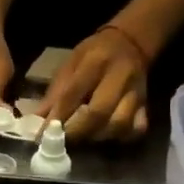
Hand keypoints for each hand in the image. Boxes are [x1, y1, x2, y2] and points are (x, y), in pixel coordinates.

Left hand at [39, 27, 149, 143]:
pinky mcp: (146, 105)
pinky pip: (136, 129)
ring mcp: (136, 93)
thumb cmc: (94, 54)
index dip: (56, 117)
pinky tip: (107, 135)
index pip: (73, 94)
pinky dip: (120, 137)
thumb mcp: (70, 63)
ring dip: (97, 136)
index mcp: (96, 62)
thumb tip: (37, 120)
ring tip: (84, 137)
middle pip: (98, 113)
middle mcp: (119, 77)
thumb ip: (55, 92)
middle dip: (77, 132)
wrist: (130, 43)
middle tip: (62, 140)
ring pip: (119, 125)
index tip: (42, 135)